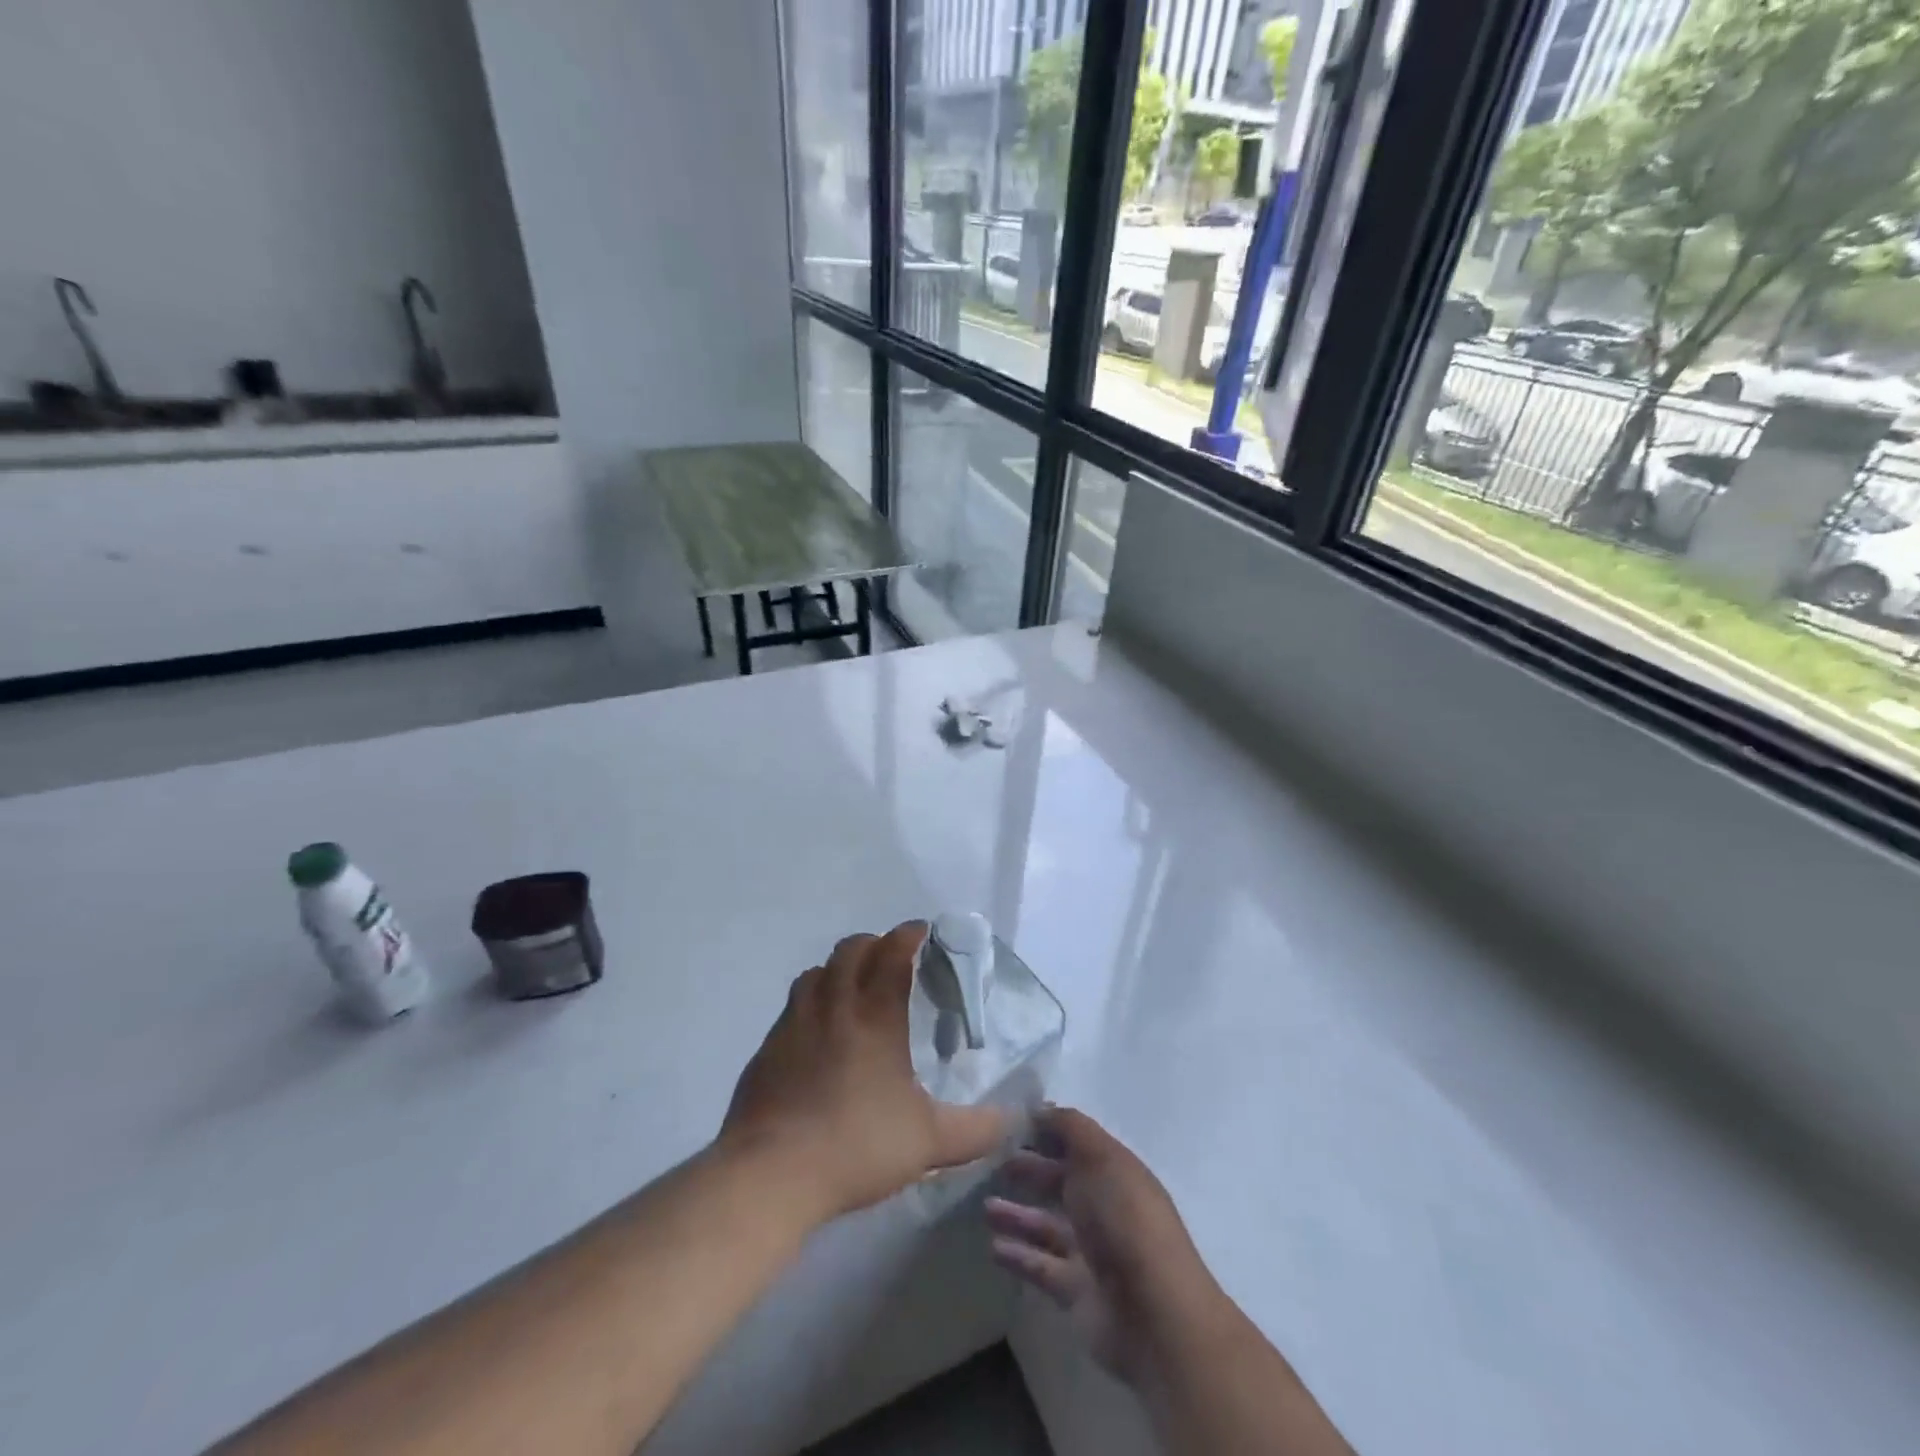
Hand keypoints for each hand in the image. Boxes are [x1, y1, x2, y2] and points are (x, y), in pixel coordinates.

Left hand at [718, 922, 1006, 1223]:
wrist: (770, 1174)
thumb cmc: (856, 1146)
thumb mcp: (929, 1143)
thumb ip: (977, 1129)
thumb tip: (1014, 1119)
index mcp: (875, 1016)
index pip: (893, 953)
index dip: (908, 935)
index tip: (922, 932)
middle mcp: (832, 1006)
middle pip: (850, 951)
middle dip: (873, 944)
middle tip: (890, 958)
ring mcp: (793, 1025)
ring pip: (815, 973)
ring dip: (836, 970)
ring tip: (850, 989)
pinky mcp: (766, 1050)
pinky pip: (791, 1009)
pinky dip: (809, 1005)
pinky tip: (815, 1036)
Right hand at [986, 1107, 1223, 1388]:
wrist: (1153, 1313)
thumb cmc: (1125, 1219)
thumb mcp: (1100, 1157)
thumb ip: (1070, 1127)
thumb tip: (1041, 1108)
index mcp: (1115, 1171)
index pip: (1077, 1143)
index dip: (1046, 1131)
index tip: (1008, 1122)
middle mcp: (1105, 1208)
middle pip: (1061, 1182)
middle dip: (1029, 1169)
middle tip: (989, 1161)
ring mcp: (1091, 1251)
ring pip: (1047, 1225)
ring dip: (1017, 1214)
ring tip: (984, 1207)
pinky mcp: (1076, 1291)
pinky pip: (1041, 1266)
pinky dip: (1018, 1255)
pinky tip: (993, 1246)